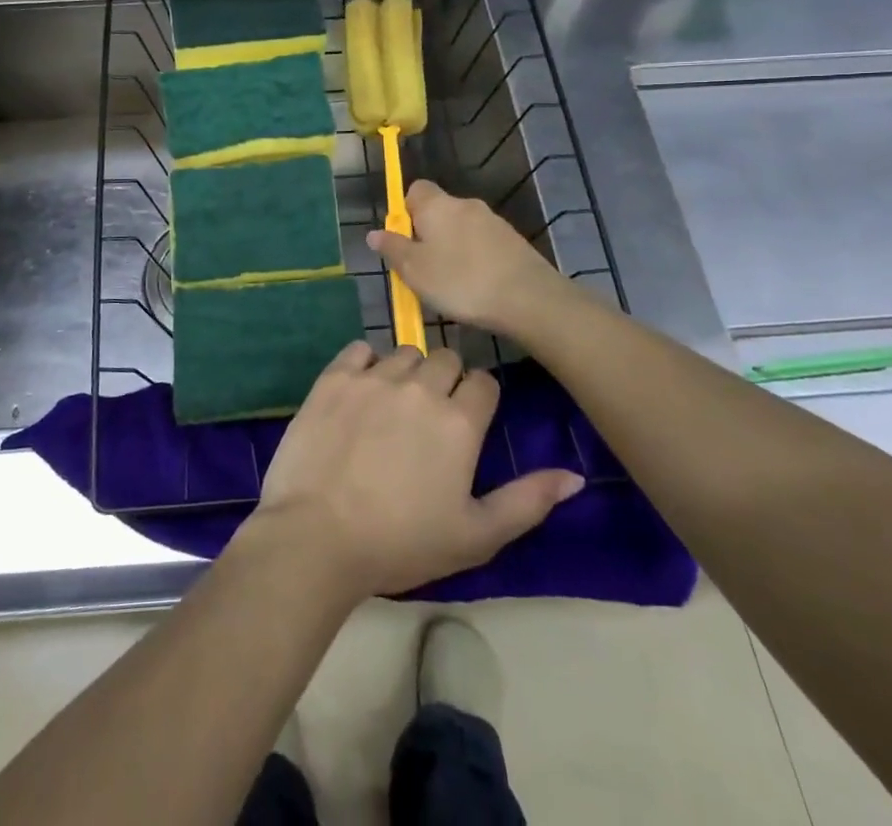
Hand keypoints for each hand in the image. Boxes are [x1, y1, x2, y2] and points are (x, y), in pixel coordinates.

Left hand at [244, 341, 582, 601]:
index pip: (483, 383)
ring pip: (404, 352)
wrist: (317, 536)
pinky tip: (360, 391)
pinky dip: (365, 363)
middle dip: (445, 381)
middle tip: (429, 418)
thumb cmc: (401, 543)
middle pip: (445, 359)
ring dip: (406, 372)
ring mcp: (374, 377)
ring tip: (393, 407)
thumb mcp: (476, 535)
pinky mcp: (334, 377)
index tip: (466, 423)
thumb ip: (528, 501)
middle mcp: (420, 387)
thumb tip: (574, 476)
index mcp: (459, 422)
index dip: (478, 400)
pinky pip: (359, 349)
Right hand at [368, 180, 572, 334]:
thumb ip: (393, 249)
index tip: (402, 240)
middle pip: (438, 210)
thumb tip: (375, 233)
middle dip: (428, 233)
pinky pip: (482, 243)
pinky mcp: (513, 241)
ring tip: (450, 283)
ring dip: (452, 247)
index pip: (415, 189)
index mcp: (437, 205)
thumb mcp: (415, 271)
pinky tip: (476, 286)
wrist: (528, 298)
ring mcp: (493, 221)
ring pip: (461, 228)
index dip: (405, 211)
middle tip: (422, 268)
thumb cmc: (461, 281)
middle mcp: (465, 204)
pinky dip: (475, 258)